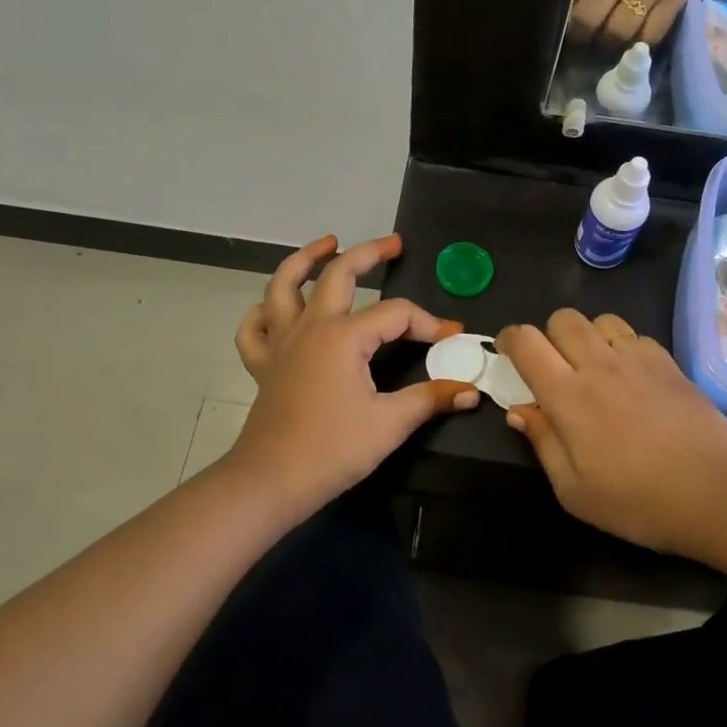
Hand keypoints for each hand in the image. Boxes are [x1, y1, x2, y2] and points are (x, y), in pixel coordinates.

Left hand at [229, 234, 479, 512]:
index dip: (428, 322)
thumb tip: (471, 390)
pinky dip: (263, 312)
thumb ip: (430, 399)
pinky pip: (255, 329)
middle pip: (338, 274)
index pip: (396, 314)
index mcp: (344, 336)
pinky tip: (275, 309)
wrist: (271, 481)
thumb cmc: (332, 450)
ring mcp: (281, 343)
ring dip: (305, 260)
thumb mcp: (389, 424)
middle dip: (368, 253)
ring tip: (326, 244)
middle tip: (393, 244)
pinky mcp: (263, 365)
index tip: (452, 336)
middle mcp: (311, 327)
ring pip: (284, 286)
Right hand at [496, 310, 726, 571]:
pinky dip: (621, 344)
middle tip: (552, 366)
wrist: (719, 494)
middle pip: (562, 318)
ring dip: (586, 335)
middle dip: (547, 334)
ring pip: (599, 319)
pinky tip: (629, 374)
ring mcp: (637, 358)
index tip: (508, 351)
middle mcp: (598, 364)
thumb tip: (519, 410)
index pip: (526, 342)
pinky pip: (633, 334)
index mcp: (568, 395)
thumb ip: (543, 443)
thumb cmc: (639, 502)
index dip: (510, 338)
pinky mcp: (668, 362)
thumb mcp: (575, 491)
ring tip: (592, 365)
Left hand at [569, 0, 726, 45]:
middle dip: (582, 35)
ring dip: (609, 42)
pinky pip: (650, 34)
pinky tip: (635, 38)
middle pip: (589, 17)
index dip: (562, 11)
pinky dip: (639, 42)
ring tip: (608, 40)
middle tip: (584, 37)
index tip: (563, 21)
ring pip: (617, 31)